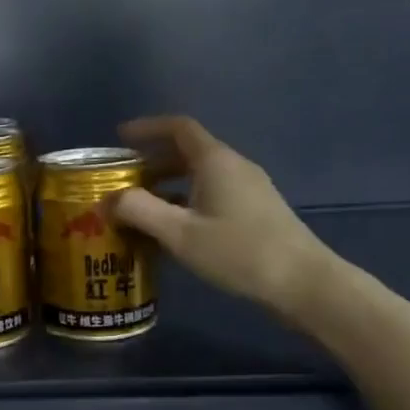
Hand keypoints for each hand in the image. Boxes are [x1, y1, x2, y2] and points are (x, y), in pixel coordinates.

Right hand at [113, 116, 340, 327]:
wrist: (301, 281)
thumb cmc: (237, 251)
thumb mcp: (179, 233)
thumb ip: (139, 211)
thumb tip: (107, 199)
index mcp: (215, 161)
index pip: (178, 127)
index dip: (147, 128)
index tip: (120, 138)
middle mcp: (233, 166)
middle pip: (188, 152)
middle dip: (152, 163)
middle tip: (123, 181)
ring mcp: (249, 188)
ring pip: (200, 175)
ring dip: (168, 185)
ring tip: (141, 208)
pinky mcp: (256, 210)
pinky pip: (213, 193)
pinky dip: (187, 200)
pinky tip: (174, 229)